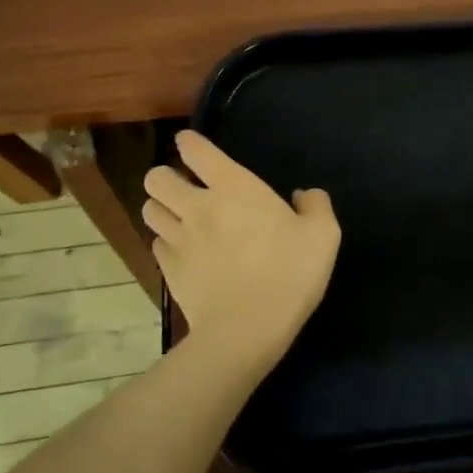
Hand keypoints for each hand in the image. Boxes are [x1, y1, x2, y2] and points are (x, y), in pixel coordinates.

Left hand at [142, 131, 339, 371]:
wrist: (246, 330)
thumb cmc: (288, 273)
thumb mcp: (323, 235)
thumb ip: (316, 205)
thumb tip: (303, 195)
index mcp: (234, 187)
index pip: (196, 150)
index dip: (190, 142)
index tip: (191, 144)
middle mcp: (198, 206)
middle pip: (157, 178)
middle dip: (165, 176)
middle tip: (185, 187)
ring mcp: (178, 239)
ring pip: (149, 210)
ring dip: (161, 207)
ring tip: (178, 216)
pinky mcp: (168, 270)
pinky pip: (155, 244)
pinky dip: (165, 241)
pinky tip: (183, 251)